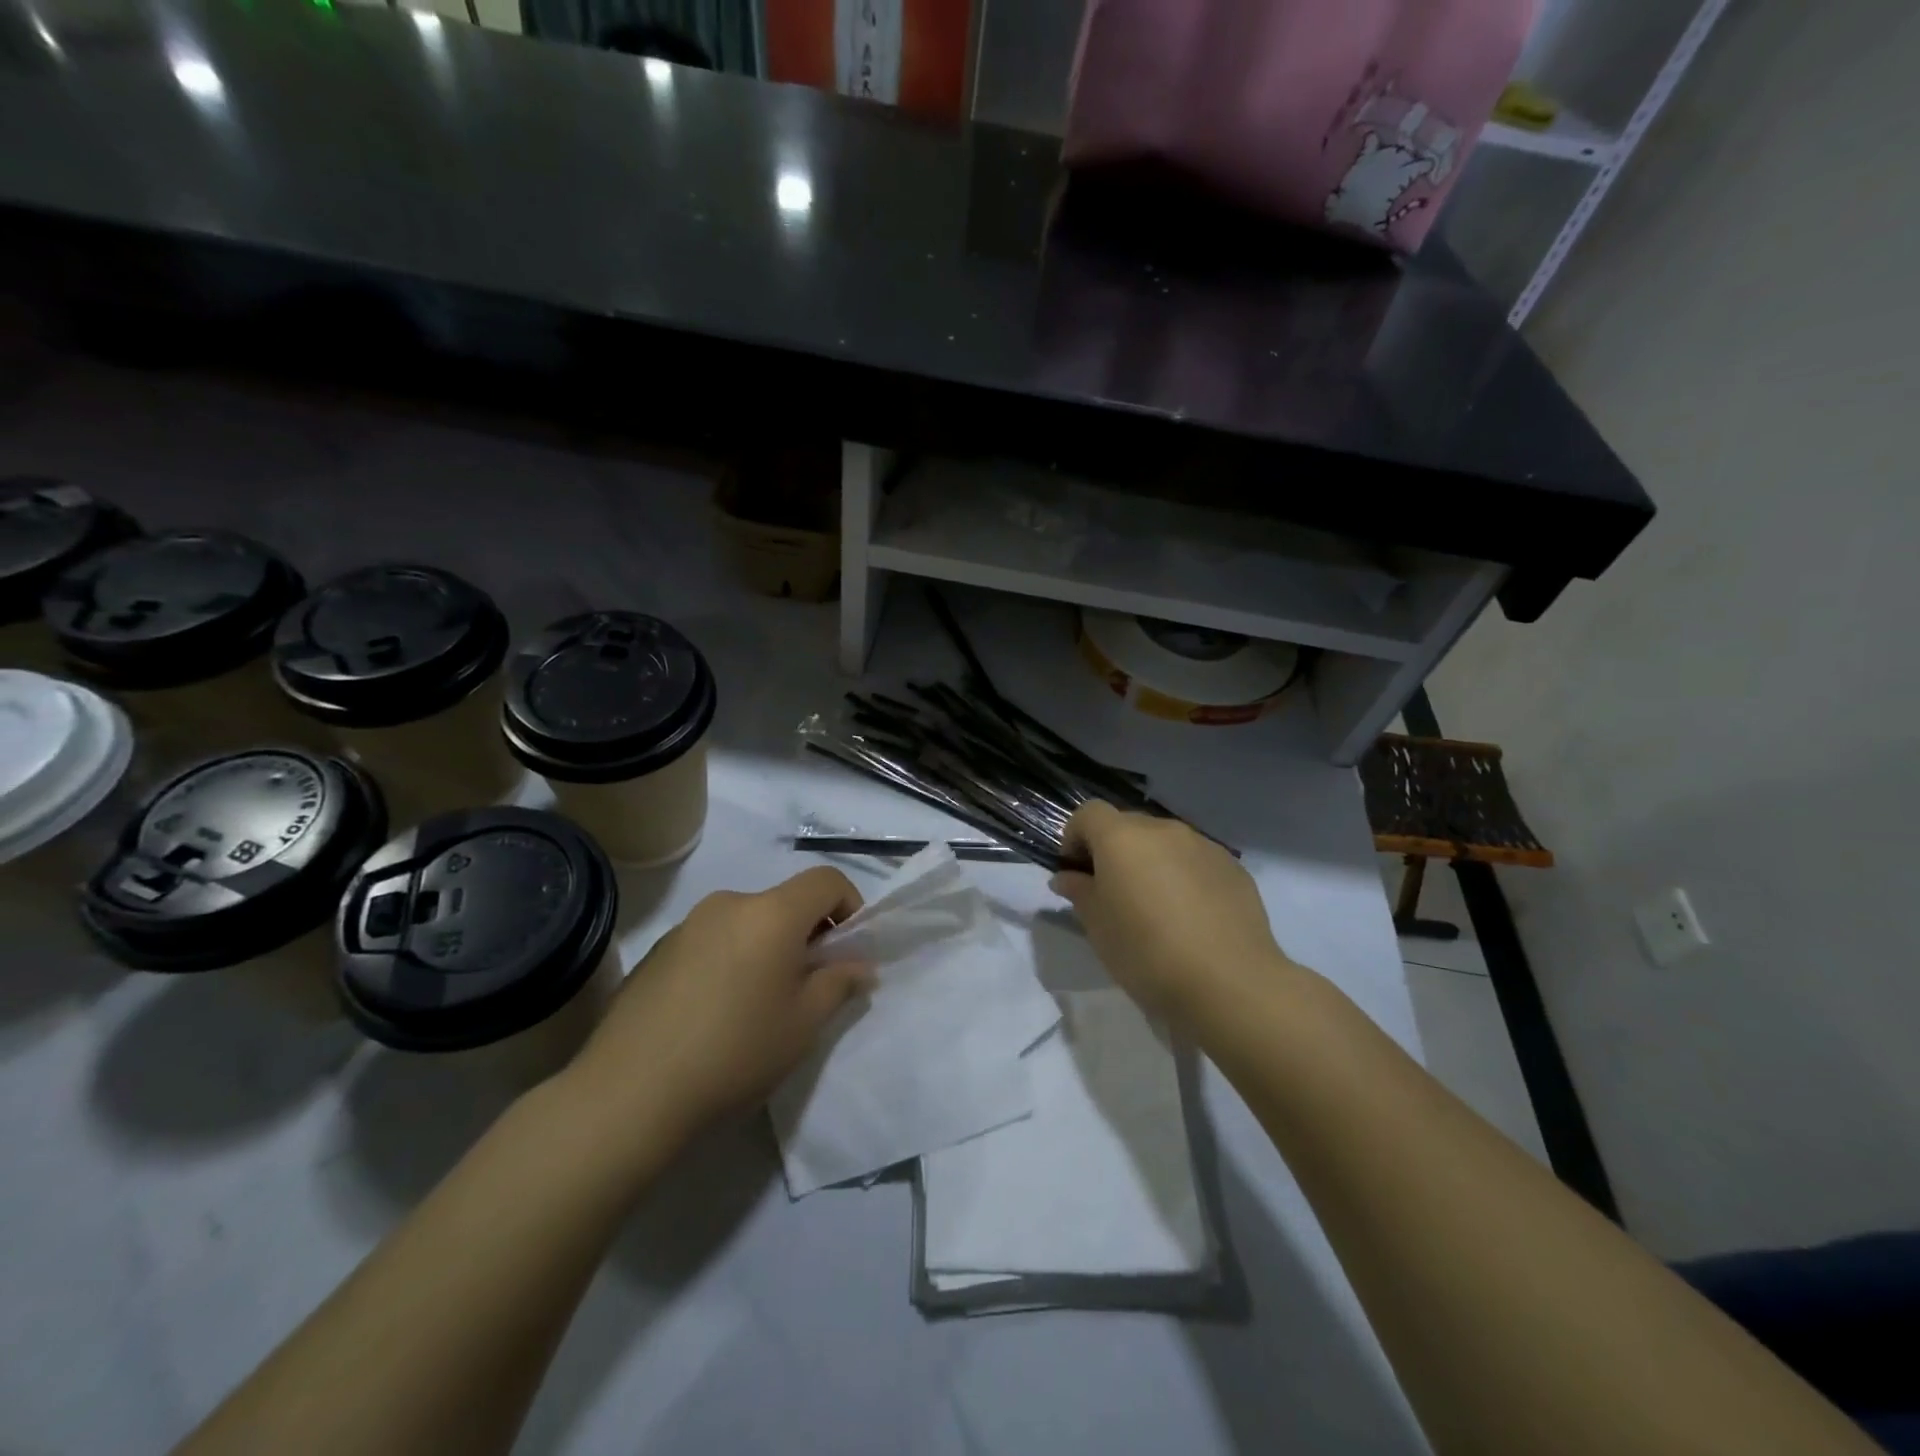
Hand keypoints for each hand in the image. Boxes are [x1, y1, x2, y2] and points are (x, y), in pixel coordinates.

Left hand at [567, 867, 871, 1143]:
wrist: (628, 1093)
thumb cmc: (735, 1052)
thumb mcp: (803, 1024)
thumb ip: (838, 984)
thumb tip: (859, 966)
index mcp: (771, 913)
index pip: (826, 880)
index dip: (851, 905)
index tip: (848, 950)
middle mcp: (729, 903)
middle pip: (785, 902)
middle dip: (807, 935)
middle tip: (806, 987)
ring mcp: (687, 924)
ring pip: (747, 923)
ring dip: (766, 948)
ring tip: (757, 1006)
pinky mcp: (657, 950)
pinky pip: (712, 941)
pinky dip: (730, 960)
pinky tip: (714, 1013)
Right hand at [1051, 801, 1293, 1022]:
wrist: (1229, 983)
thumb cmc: (1147, 953)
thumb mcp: (1098, 927)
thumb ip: (1079, 892)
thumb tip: (1068, 877)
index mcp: (1122, 838)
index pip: (1089, 814)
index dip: (1075, 836)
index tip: (1075, 871)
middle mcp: (1163, 830)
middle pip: (1128, 825)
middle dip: (1113, 850)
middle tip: (1112, 892)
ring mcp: (1203, 846)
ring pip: (1165, 843)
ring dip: (1151, 862)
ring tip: (1155, 907)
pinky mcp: (1233, 868)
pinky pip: (1196, 861)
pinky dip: (1184, 876)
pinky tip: (1190, 916)